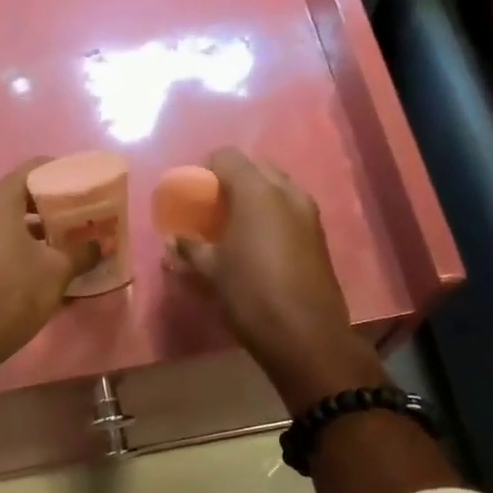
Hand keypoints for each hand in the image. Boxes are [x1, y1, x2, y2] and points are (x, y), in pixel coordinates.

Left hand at [0, 158, 92, 372]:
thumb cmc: (14, 294)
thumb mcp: (57, 271)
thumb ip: (82, 251)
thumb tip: (101, 244)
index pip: (32, 169)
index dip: (61, 172)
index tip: (84, 183)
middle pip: (19, 195)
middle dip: (51, 204)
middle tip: (80, 214)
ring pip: (6, 221)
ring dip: (35, 228)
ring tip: (66, 239)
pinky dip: (18, 244)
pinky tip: (41, 263)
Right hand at [171, 148, 382, 410]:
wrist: (305, 335)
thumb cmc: (250, 295)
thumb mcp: (211, 272)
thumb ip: (190, 248)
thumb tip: (173, 240)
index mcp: (257, 192)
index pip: (227, 157)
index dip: (207, 169)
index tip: (194, 192)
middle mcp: (287, 193)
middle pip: (256, 167)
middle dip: (233, 180)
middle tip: (213, 207)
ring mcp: (308, 213)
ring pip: (277, 188)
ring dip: (256, 197)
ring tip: (235, 225)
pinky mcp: (318, 236)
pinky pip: (290, 210)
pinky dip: (272, 215)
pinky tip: (258, 244)